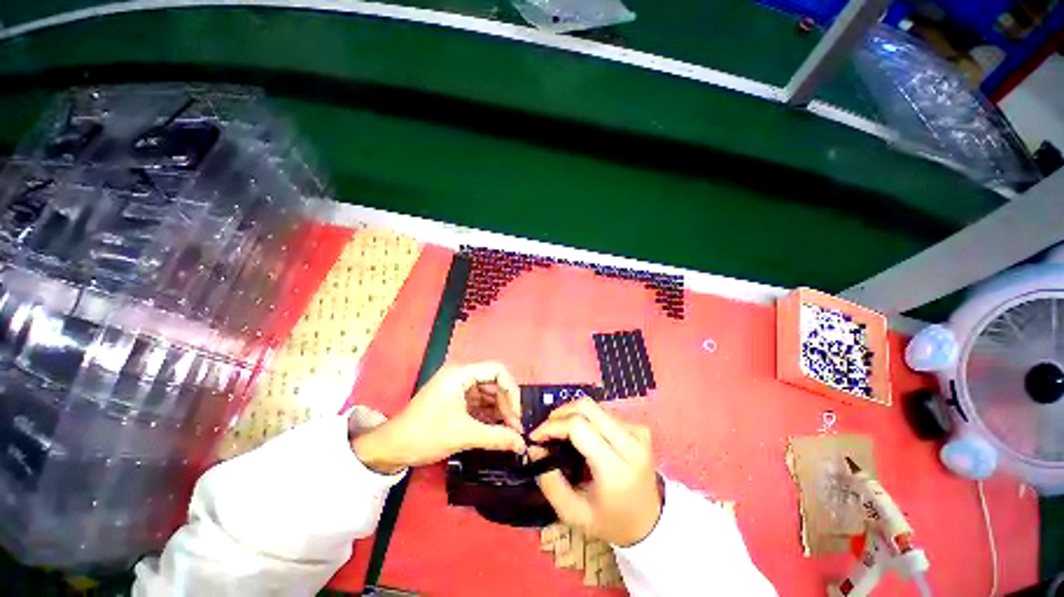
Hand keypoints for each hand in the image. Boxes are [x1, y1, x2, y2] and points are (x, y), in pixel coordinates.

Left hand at [352, 362, 526, 473]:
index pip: (498, 371)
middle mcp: (461, 375)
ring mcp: (458, 388)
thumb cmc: (425, 435)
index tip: (516, 415)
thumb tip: (523, 444)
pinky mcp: (456, 400)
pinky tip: (497, 429)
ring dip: (500, 411)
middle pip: (495, 382)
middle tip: (515, 428)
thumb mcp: (463, 435)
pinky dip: (489, 415)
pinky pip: (480, 403)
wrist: (390, 449)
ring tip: (509, 432)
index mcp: (461, 373)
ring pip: (489, 394)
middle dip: (506, 404)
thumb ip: (497, 437)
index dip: (512, 391)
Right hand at [530, 398, 661, 546]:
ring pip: (594, 407)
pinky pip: (604, 413)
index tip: (537, 437)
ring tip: (561, 433)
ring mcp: (638, 432)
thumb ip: (550, 483)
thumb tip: (534, 448)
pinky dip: (587, 419)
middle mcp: (630, 443)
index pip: (579, 427)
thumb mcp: (574, 514)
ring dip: (572, 415)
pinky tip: (583, 436)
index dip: (553, 426)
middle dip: (560, 414)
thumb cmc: (610, 521)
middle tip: (547, 431)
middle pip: (586, 407)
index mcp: (615, 468)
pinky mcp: (639, 428)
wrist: (650, 522)